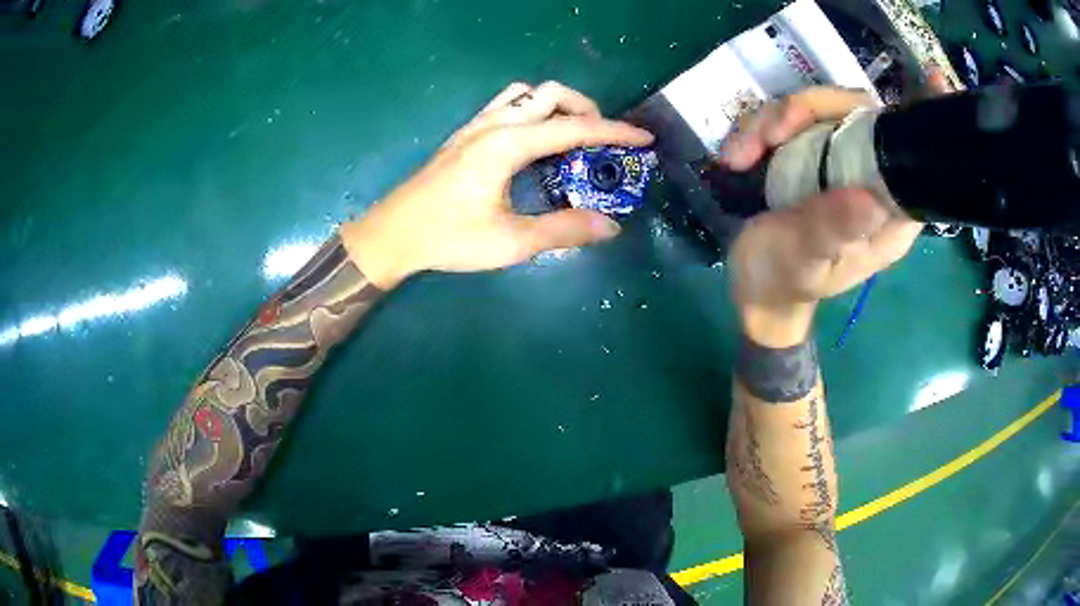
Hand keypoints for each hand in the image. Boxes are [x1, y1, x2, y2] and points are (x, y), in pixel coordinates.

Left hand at [340, 82, 653, 288]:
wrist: (394, 234)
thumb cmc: (449, 238)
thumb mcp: (510, 242)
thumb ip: (563, 230)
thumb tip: (610, 225)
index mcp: (507, 145)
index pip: (572, 128)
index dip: (613, 132)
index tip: (643, 139)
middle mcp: (493, 124)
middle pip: (549, 94)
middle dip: (585, 109)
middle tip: (602, 140)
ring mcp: (475, 126)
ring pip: (525, 93)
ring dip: (555, 104)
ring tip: (571, 134)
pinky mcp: (464, 134)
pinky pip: (506, 105)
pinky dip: (532, 111)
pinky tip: (535, 141)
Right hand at [720, 87, 924, 346]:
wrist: (754, 288)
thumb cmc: (784, 281)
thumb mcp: (804, 259)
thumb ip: (833, 229)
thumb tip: (870, 197)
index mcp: (890, 212)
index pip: (913, 154)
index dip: (922, 117)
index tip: (934, 81)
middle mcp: (872, 179)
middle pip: (857, 113)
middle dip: (809, 111)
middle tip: (770, 133)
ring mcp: (839, 163)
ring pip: (818, 111)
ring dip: (773, 121)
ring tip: (741, 156)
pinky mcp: (812, 156)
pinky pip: (791, 122)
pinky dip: (759, 130)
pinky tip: (737, 156)